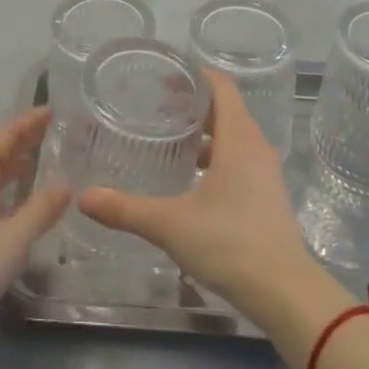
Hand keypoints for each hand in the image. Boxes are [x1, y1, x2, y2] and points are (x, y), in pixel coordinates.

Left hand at [0, 107, 70, 329]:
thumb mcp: (9, 242)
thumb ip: (39, 211)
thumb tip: (65, 181)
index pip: (2, 138)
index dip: (26, 123)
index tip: (50, 111)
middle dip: (20, 142)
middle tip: (48, 133)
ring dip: (9, 166)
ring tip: (34, 165)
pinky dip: (0, 190)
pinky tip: (10, 207)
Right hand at [78, 70, 318, 318]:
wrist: (285, 292)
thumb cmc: (229, 243)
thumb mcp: (170, 224)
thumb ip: (126, 208)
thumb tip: (83, 198)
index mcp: (238, 138)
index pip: (221, 86)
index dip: (194, 75)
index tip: (164, 76)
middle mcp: (256, 147)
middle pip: (226, 109)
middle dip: (193, 105)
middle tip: (156, 107)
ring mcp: (266, 173)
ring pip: (233, 137)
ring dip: (204, 134)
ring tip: (169, 142)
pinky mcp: (267, 197)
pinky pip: (240, 161)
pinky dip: (215, 158)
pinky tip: (190, 181)